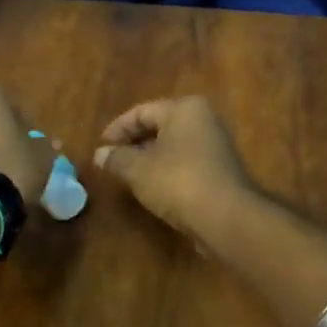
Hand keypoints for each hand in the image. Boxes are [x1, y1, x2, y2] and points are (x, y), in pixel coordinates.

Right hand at [94, 96, 253, 237]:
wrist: (226, 217)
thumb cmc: (178, 181)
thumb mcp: (138, 169)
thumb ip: (116, 158)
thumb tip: (99, 154)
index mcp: (185, 109)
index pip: (142, 111)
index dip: (117, 129)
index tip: (101, 147)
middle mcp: (204, 120)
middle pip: (159, 126)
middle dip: (134, 143)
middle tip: (112, 161)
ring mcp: (216, 145)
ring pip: (173, 146)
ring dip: (150, 158)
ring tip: (128, 175)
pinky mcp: (221, 170)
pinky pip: (186, 163)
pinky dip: (167, 171)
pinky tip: (154, 188)